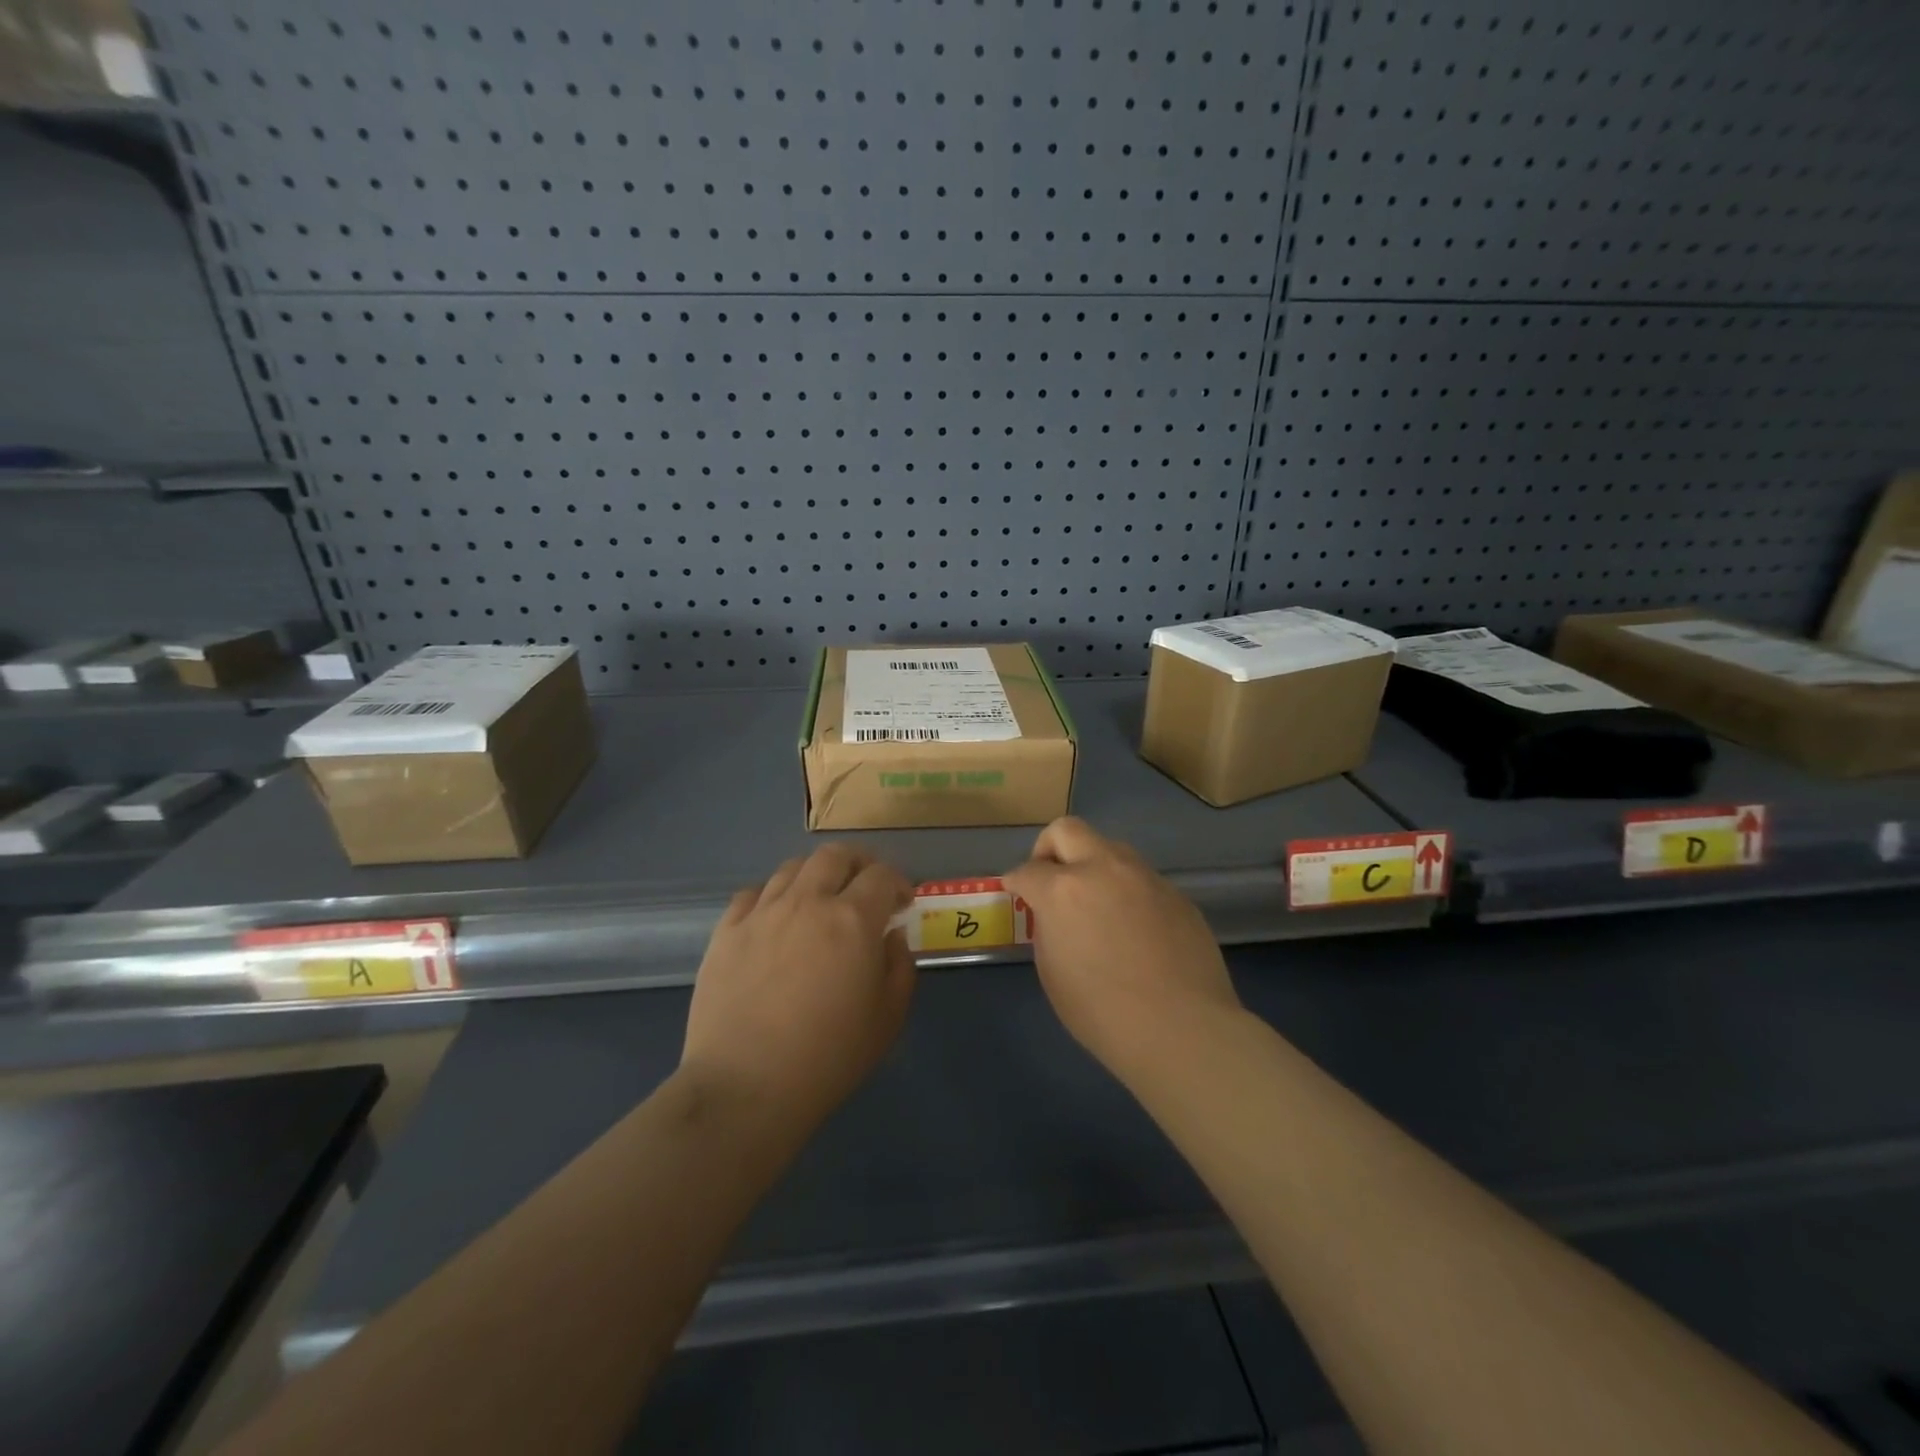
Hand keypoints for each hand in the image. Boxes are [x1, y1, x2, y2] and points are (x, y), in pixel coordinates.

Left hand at [681, 845, 915, 1131]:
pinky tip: (775, 919)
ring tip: (819, 901)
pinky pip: (751, 894)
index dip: (899, 882)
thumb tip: (891, 934)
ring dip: (815, 876)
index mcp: (852, 920)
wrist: (745, 1088)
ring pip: (792, 868)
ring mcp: (761, 913)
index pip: (882, 875)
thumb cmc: (828, 1058)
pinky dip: (772, 897)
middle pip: (835, 855)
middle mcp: (807, 902)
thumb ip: (899, 966)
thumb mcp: (887, 1018)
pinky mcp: (726, 932)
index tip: (903, 902)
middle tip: (864, 888)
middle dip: (858, 863)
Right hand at [1004, 817, 1241, 1082]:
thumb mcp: (1053, 974)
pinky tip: (1133, 927)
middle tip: (1050, 878)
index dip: (1016, 882)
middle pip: (1067, 830)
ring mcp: (1144, 876)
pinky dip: (1126, 891)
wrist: (1182, 1028)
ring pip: (1110, 847)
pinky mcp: (1175, 892)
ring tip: (1095, 902)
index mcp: (1063, 890)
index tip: (1016, 893)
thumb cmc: (1103, 1012)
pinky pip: (1141, 878)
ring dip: (1093, 864)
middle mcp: (1103, 869)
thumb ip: (1048, 931)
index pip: (1027, 870)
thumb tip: (1055, 917)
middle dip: (1049, 848)